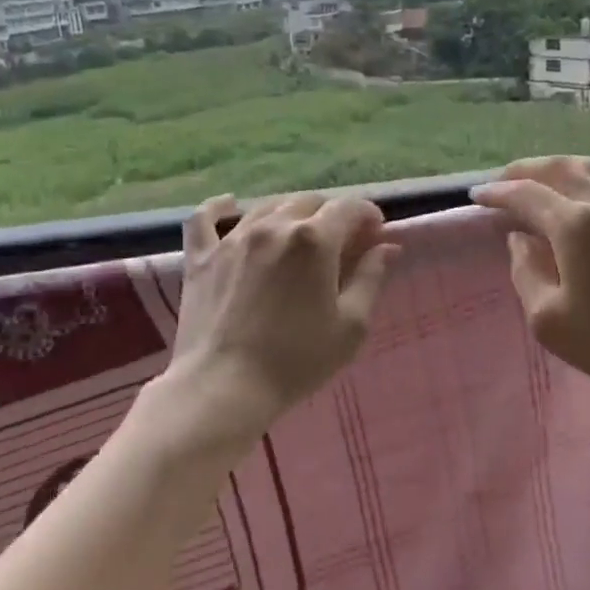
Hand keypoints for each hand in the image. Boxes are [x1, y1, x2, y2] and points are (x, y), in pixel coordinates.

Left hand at [144, 192, 399, 457]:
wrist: (224, 387)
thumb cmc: (297, 360)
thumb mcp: (351, 326)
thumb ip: (371, 278)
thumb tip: (387, 247)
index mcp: (315, 240)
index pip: (349, 207)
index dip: (368, 215)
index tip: (375, 234)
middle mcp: (274, 226)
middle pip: (310, 202)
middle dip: (332, 214)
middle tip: (341, 243)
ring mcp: (233, 238)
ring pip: (268, 206)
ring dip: (290, 213)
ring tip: (298, 236)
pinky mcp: (202, 256)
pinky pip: (206, 218)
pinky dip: (220, 208)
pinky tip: (230, 205)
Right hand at [472, 157, 589, 439]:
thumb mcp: (550, 321)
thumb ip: (526, 272)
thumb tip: (521, 239)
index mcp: (574, 225)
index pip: (524, 195)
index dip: (496, 193)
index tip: (477, 197)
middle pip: (558, 169)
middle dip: (524, 170)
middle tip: (504, 181)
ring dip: (562, 165)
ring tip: (546, 175)